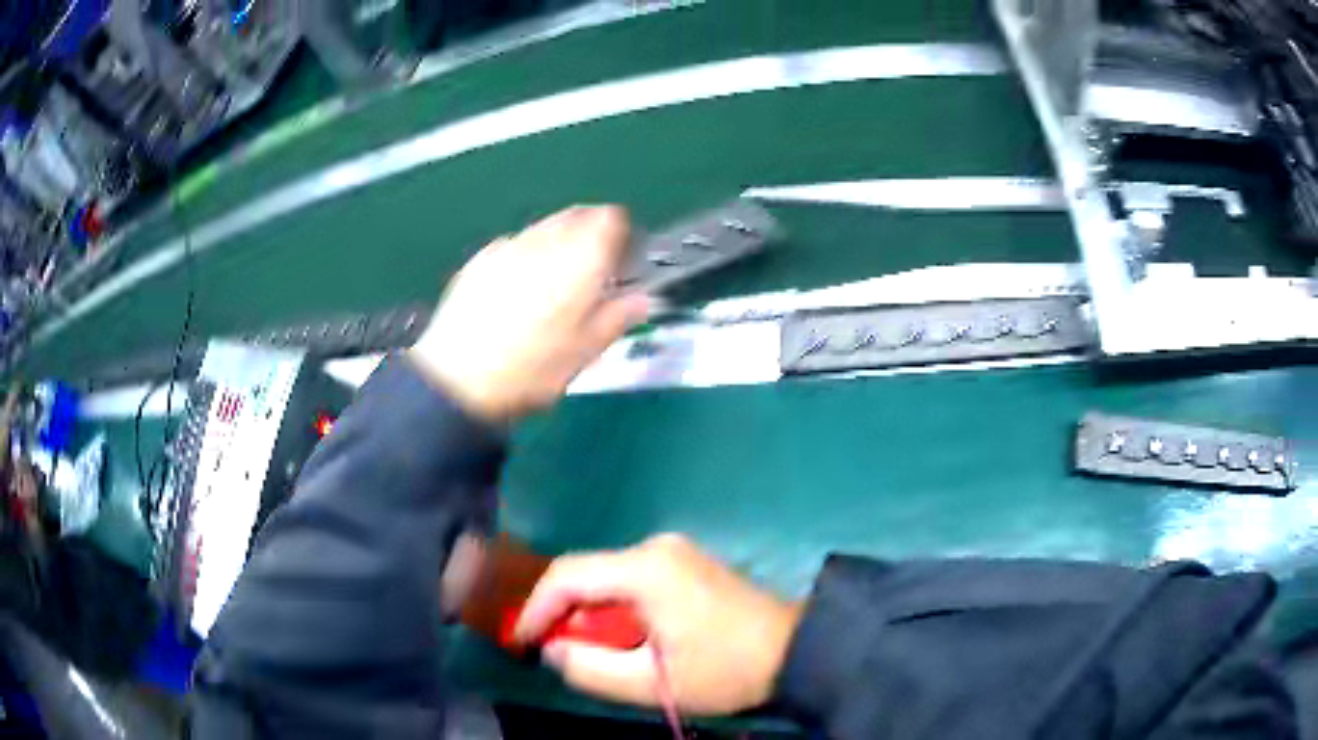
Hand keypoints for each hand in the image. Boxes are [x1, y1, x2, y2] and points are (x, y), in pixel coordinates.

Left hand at [410, 206, 649, 423]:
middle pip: (577, 216)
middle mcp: (545, 242)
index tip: (621, 261)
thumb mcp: (584, 352)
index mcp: (579, 261)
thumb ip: (617, 318)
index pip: (611, 219)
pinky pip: (513, 244)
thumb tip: (641, 300)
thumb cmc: (530, 371)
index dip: (622, 235)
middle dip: (590, 235)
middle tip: (592, 272)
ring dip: (558, 243)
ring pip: (544, 227)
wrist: (457, 380)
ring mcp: (507, 247)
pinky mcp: (479, 260)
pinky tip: (517, 289)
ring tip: (554, 283)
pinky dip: (526, 255)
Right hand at [514, 534, 803, 715]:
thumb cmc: (725, 670)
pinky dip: (615, 608)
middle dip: (563, 615)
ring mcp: (673, 550)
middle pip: (586, 574)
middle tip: (554, 652)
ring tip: (592, 652)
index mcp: (646, 569)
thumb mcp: (652, 685)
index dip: (535, 609)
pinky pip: (630, 580)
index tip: (522, 642)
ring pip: (607, 578)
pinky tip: (624, 637)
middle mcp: (655, 547)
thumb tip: (553, 650)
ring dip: (591, 614)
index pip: (566, 576)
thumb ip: (590, 669)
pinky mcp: (684, 561)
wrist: (795, 649)